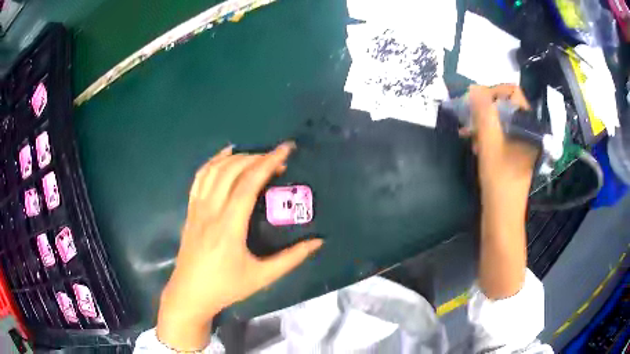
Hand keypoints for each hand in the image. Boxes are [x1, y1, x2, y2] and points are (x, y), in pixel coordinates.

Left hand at [156, 142, 322, 350]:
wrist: (190, 293)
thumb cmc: (226, 287)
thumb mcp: (262, 277)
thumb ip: (291, 259)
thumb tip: (317, 242)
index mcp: (229, 226)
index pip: (249, 184)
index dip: (268, 163)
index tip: (285, 150)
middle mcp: (211, 211)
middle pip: (232, 171)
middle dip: (256, 157)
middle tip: (276, 158)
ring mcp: (197, 209)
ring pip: (214, 170)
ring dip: (236, 158)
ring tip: (255, 156)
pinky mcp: (190, 210)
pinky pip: (199, 178)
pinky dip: (213, 162)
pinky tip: (224, 157)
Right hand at [465, 85, 538, 202]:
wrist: (503, 216)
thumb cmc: (499, 179)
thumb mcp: (489, 142)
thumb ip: (483, 112)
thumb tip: (474, 87)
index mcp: (527, 125)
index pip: (512, 93)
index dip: (493, 92)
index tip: (475, 103)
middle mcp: (527, 131)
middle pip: (505, 106)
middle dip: (484, 109)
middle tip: (467, 119)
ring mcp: (521, 144)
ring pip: (501, 121)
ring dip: (483, 123)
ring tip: (467, 134)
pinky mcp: (513, 155)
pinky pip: (500, 135)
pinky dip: (487, 135)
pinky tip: (475, 145)